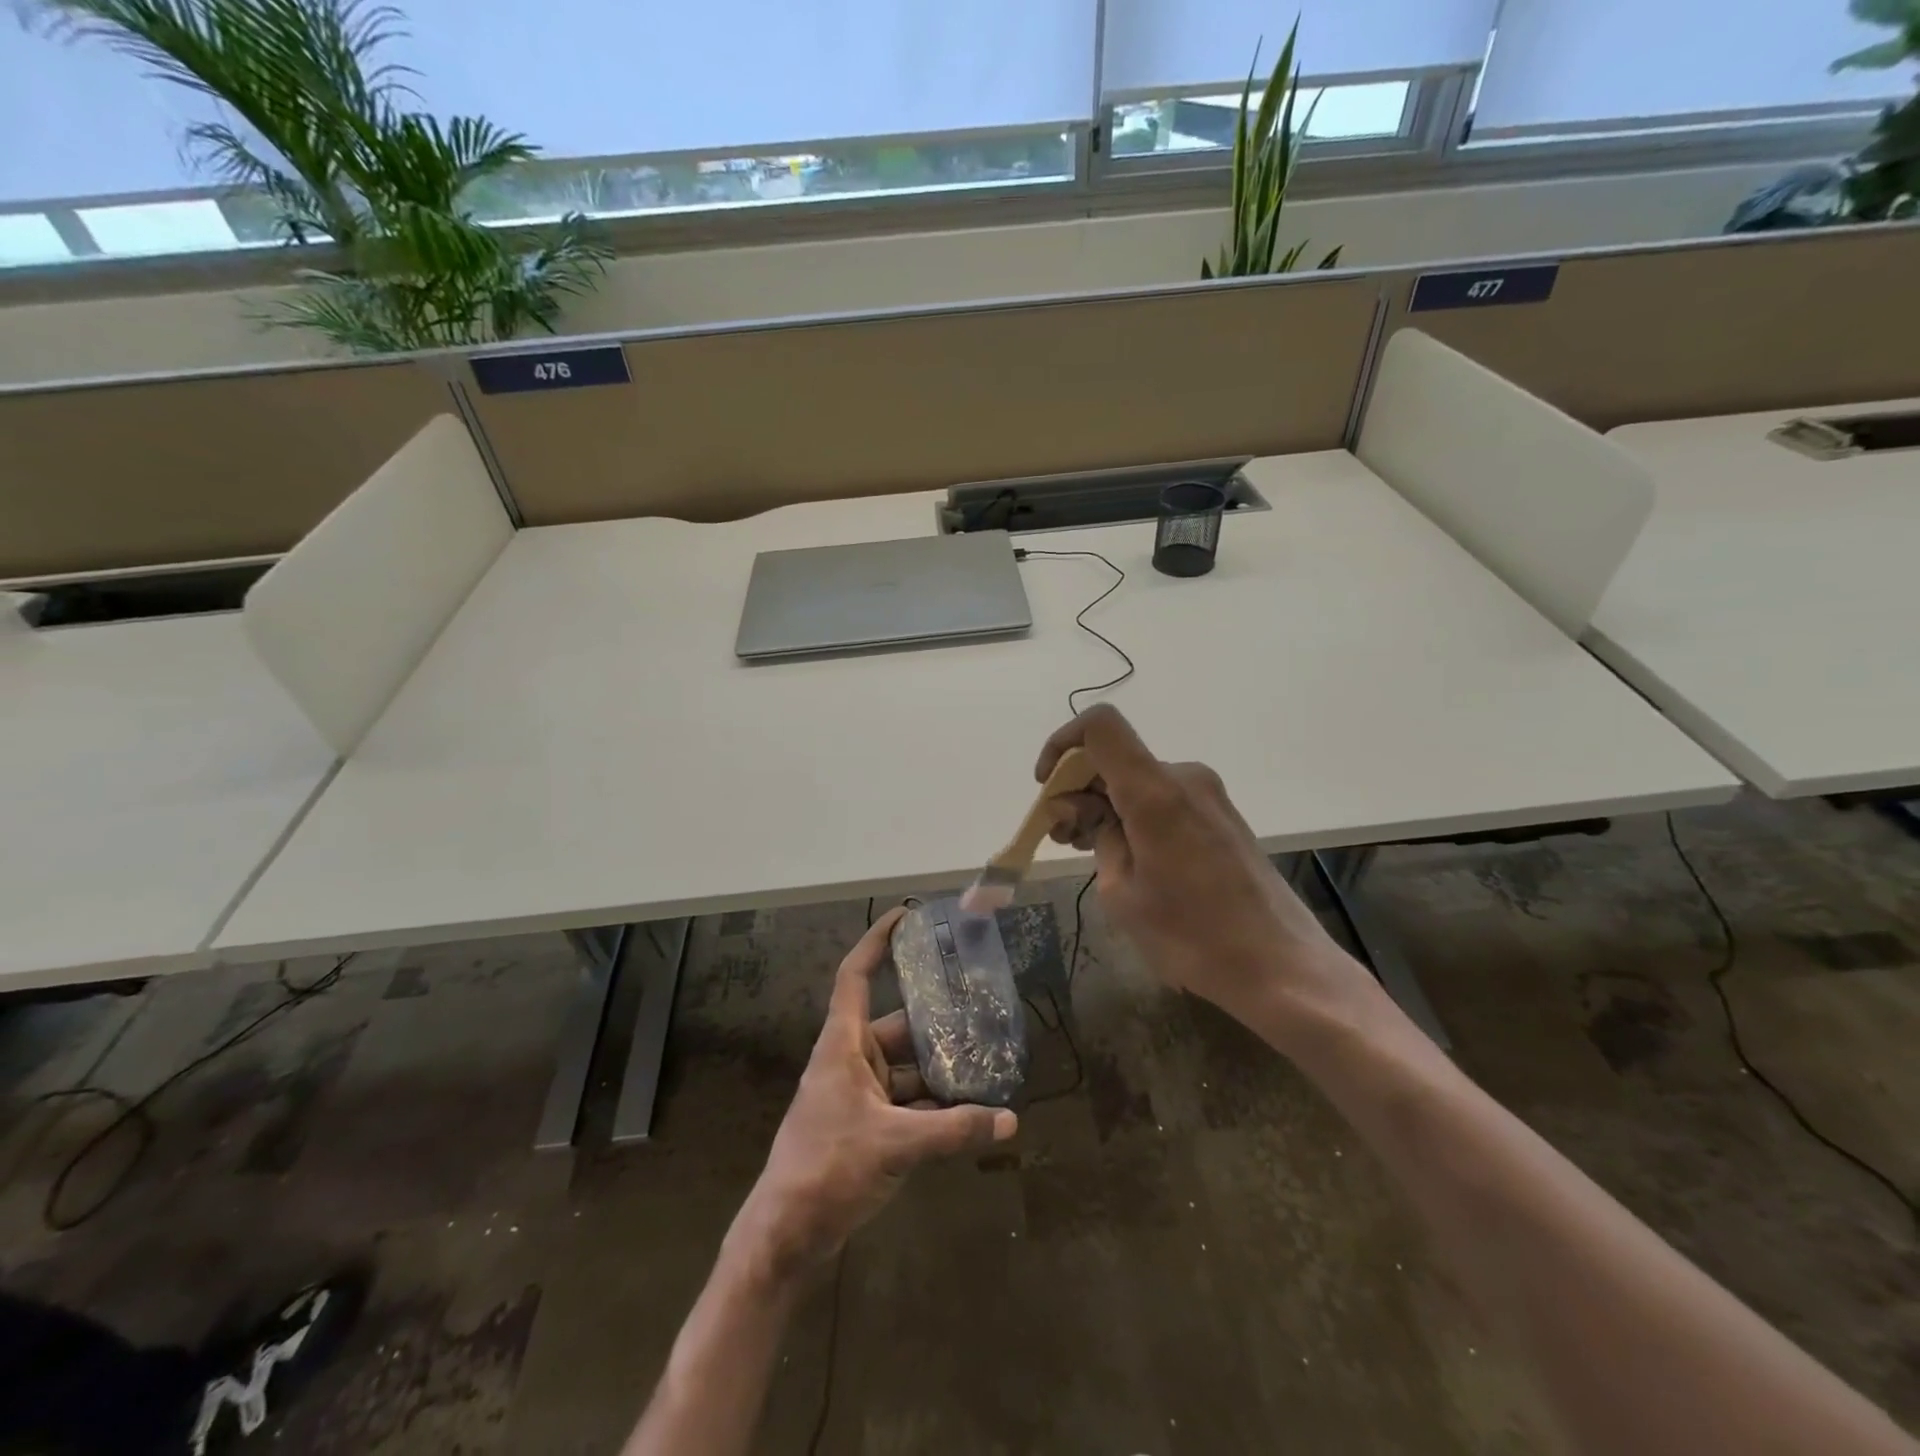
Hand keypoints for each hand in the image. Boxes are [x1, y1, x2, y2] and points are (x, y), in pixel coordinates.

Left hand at [729, 910, 1017, 1278]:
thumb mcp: (897, 1145)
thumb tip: (1012, 1120)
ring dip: (941, 1069)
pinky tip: (971, 1112)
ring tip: (988, 1061)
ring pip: (907, 1067)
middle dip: (937, 1021)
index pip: (856, 975)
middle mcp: (850, 1060)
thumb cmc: (828, 1168)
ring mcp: (857, 1095)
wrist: (785, 1236)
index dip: (878, 940)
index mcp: (843, 1044)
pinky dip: (934, 1104)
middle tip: (982, 1009)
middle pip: (898, 1025)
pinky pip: (906, 1101)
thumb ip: (955, 1130)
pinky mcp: (865, 1126)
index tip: (908, 916)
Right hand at [1038, 704, 1367, 1023]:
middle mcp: (1184, 778)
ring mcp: (1208, 795)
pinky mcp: (1221, 815)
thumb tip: (1086, 811)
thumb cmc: (1192, 936)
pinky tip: (1126, 855)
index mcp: (1155, 791)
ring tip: (1087, 850)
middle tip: (1062, 837)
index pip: (1100, 725)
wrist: (1280, 966)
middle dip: (1078, 789)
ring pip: (1138, 780)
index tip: (1047, 786)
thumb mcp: (1122, 893)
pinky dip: (1133, 814)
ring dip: (1105, 805)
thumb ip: (1098, 837)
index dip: (1062, 743)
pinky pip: (1163, 797)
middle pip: (1115, 757)